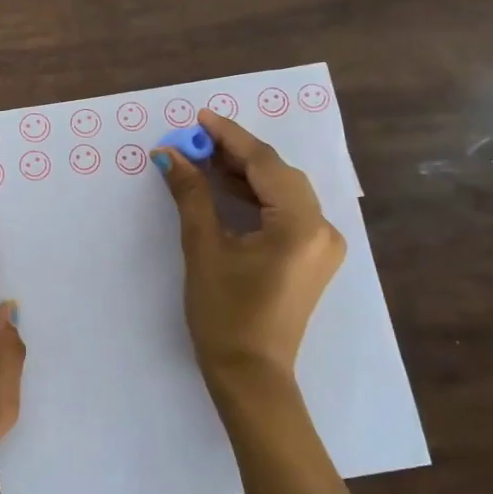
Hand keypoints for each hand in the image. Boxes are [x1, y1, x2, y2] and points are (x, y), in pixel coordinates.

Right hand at [153, 110, 345, 406]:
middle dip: (236, 154)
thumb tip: (170, 154)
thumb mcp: (204, 249)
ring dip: (244, 176)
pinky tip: (226, 190)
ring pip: (282, 193)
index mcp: (302, 225)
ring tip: (203, 160)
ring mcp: (321, 245)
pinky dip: (255, 200)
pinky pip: (285, 214)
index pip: (265, 164)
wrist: (251, 376)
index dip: (230, 137)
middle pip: (278, 175)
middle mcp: (323, 229)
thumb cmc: (225, 315)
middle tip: (195, 140)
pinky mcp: (312, 258)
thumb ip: (191, 195)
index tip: (199, 117)